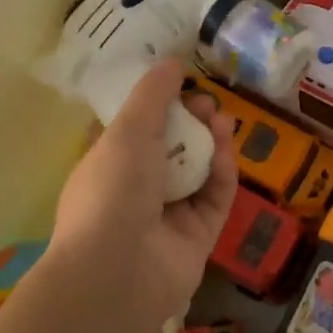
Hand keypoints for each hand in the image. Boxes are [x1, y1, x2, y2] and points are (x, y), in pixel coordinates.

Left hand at [49, 59, 237, 323]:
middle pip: (172, 148)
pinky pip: (214, 198)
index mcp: (108, 165)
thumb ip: (152, 94)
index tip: (179, 86)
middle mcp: (136, 190)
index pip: (134, 131)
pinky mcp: (197, 236)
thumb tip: (171, 61)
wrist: (119, 271)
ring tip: (223, 121)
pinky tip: (225, 153)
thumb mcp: (128, 130)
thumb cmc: (112, 190)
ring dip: (210, 144)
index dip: (158, 107)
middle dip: (192, 122)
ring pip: (197, 171)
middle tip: (208, 104)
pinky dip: (220, 175)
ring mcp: (168, 215)